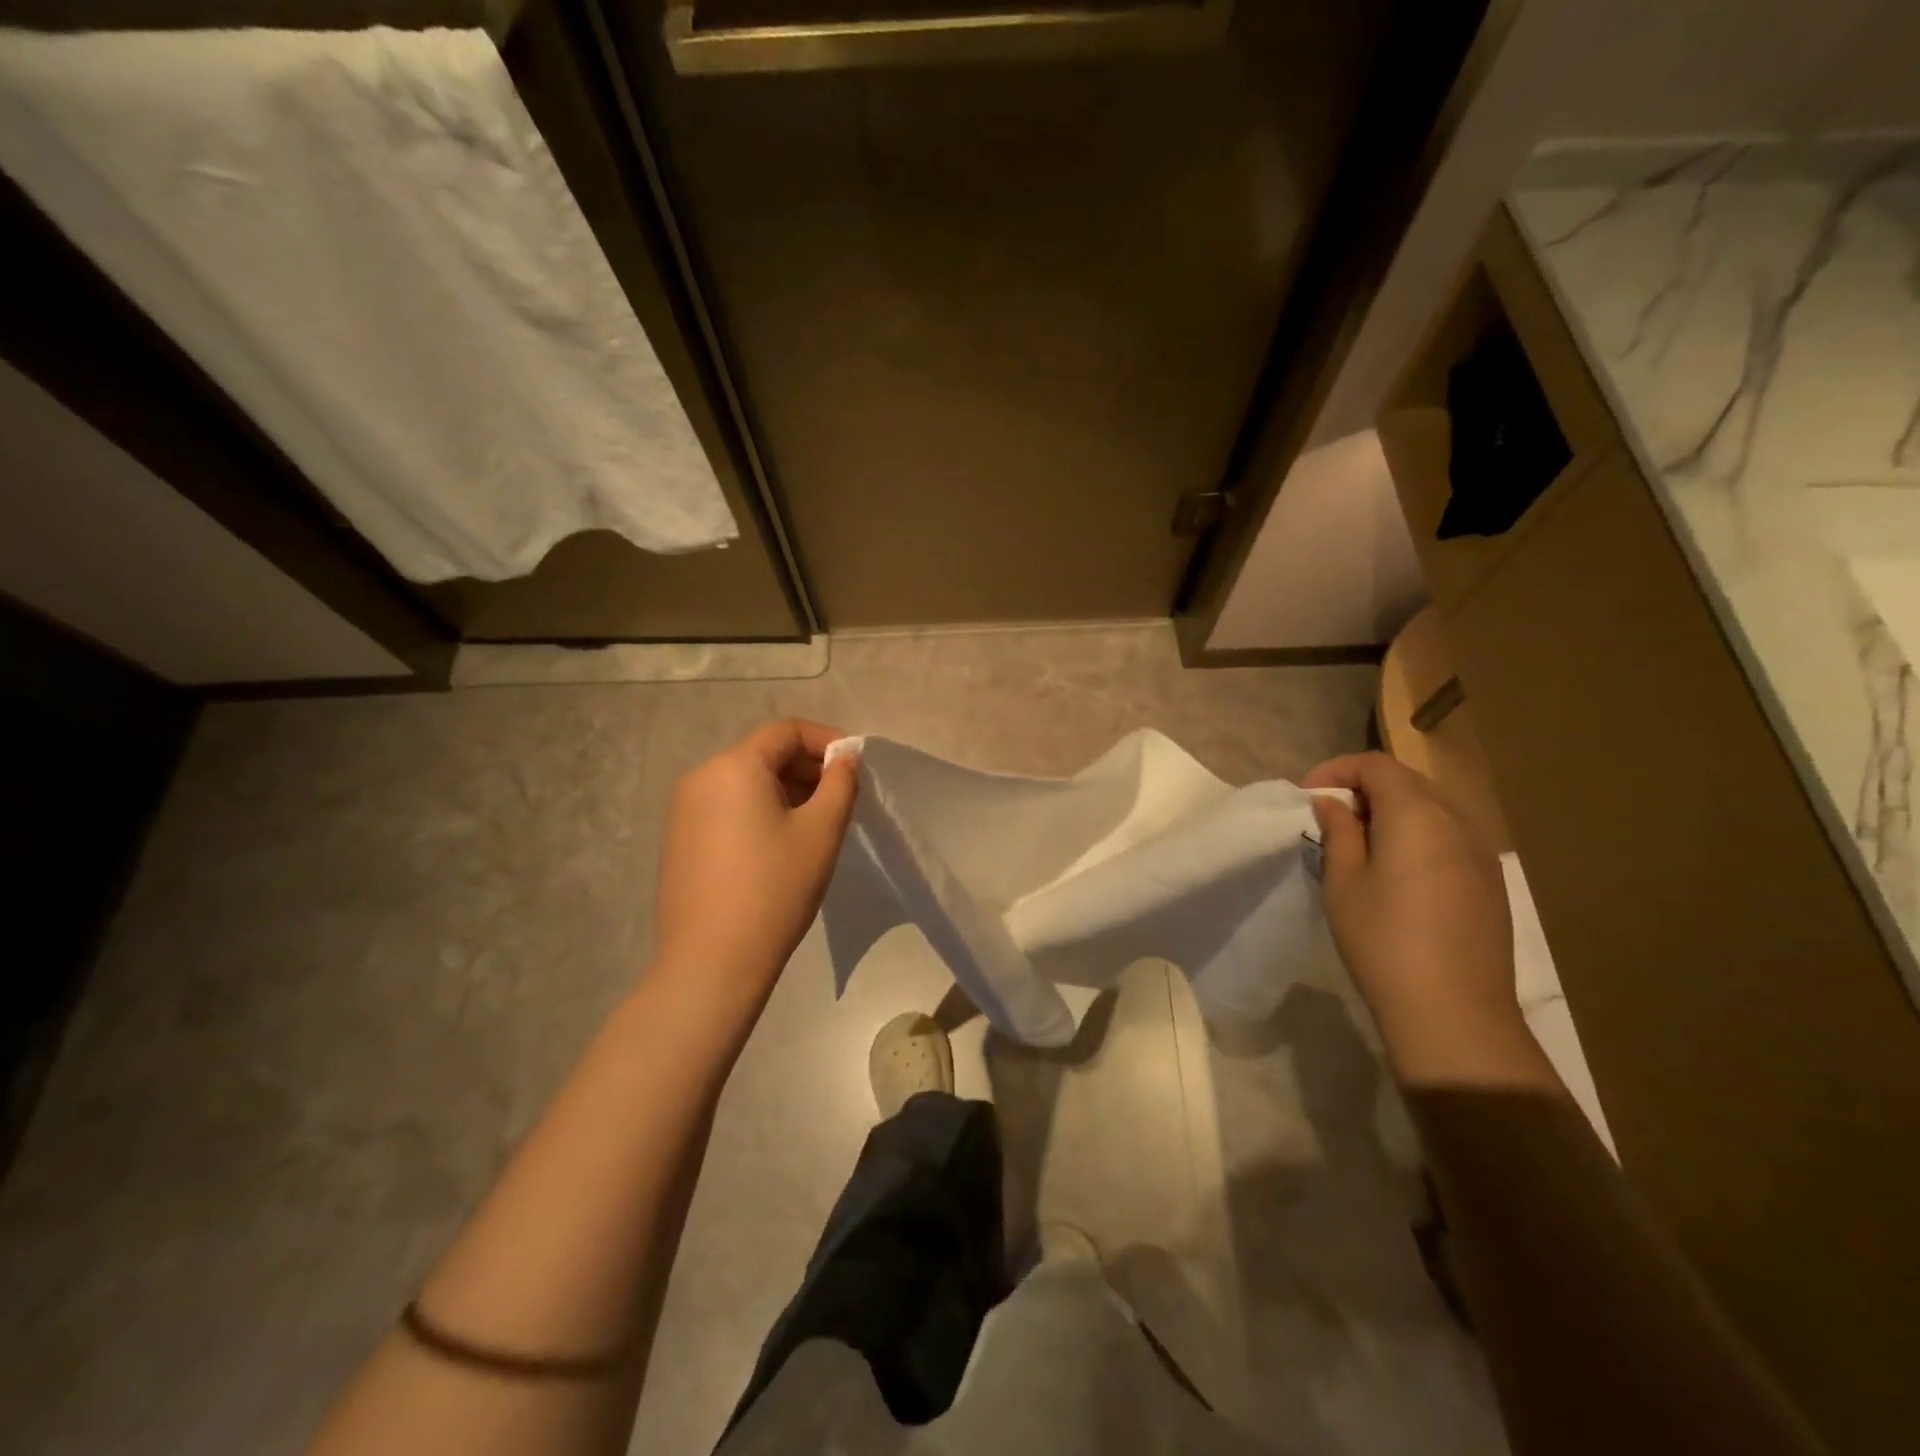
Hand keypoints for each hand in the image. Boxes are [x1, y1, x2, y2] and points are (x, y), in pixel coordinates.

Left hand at [652, 720, 858, 1005]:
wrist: (711, 961)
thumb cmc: (774, 889)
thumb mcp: (821, 832)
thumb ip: (840, 784)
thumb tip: (845, 758)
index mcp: (733, 767)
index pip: (785, 731)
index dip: (826, 740)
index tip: (855, 766)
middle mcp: (701, 777)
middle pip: (763, 754)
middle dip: (806, 767)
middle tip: (841, 797)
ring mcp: (683, 809)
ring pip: (745, 781)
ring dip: (785, 789)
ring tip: (815, 823)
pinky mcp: (679, 838)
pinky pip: (726, 806)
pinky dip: (759, 809)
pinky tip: (779, 844)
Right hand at [1304, 752, 1551, 1087]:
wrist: (1454, 1011)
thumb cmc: (1383, 940)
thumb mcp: (1343, 882)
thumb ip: (1339, 832)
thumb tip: (1332, 804)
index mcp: (1417, 814)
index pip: (1376, 765)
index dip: (1337, 770)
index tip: (1308, 796)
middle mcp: (1457, 821)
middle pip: (1408, 781)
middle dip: (1364, 789)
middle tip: (1331, 818)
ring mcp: (1481, 852)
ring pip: (1432, 808)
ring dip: (1393, 812)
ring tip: (1361, 843)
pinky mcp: (1491, 881)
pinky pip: (1450, 836)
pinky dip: (1418, 835)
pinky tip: (1399, 871)